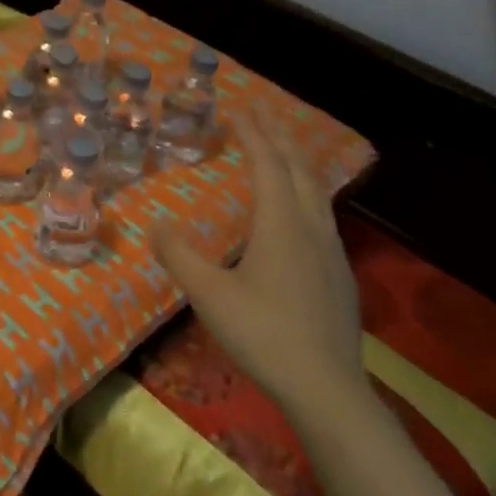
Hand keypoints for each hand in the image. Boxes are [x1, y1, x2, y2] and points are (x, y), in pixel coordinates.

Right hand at [153, 108, 364, 423]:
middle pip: (298, 170)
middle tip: (263, 112)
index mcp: (281, 226)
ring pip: (316, 192)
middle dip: (279, 137)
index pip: (267, 165)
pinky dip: (306, 191)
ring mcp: (332, 252)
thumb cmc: (263, 334)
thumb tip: (157, 222)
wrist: (326, 387)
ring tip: (283, 149)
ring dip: (297, 162)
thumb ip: (179, 255)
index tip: (239, 108)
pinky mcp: (338, 274)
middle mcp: (311, 229)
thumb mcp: (208, 295)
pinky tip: (301, 209)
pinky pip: (322, 214)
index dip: (252, 134)